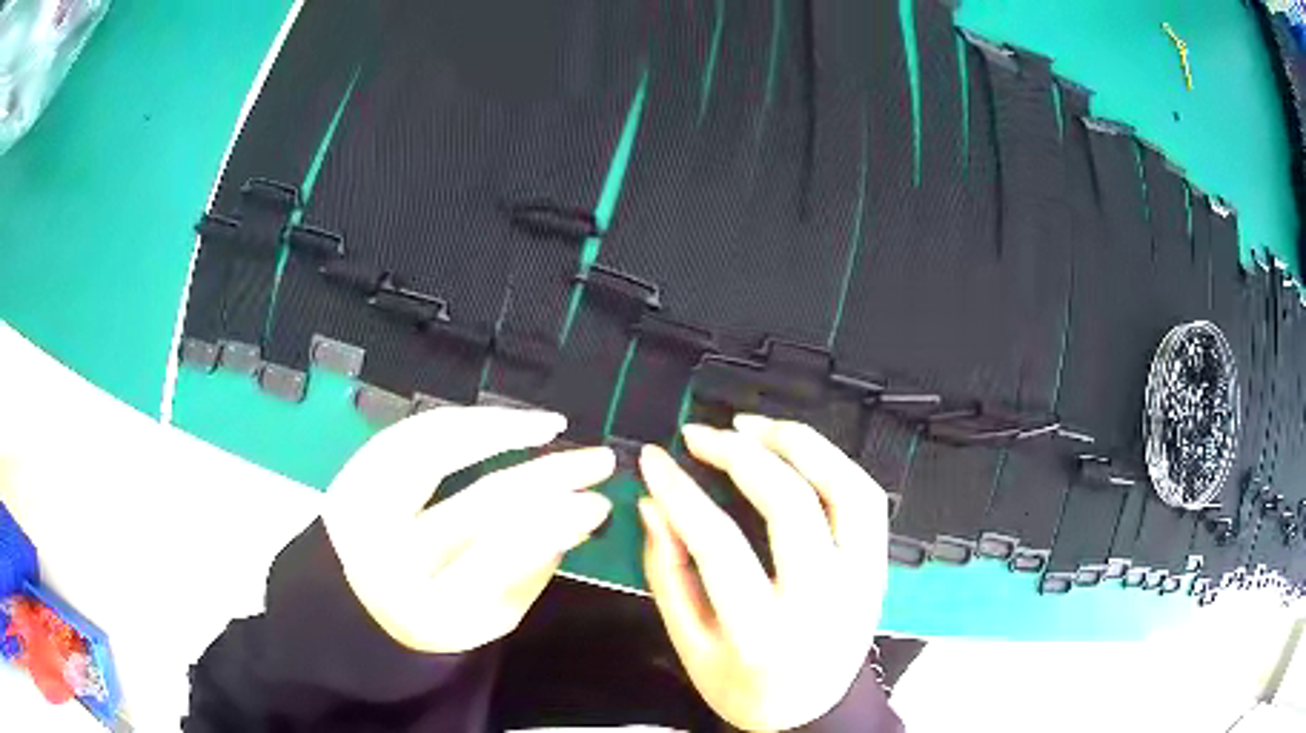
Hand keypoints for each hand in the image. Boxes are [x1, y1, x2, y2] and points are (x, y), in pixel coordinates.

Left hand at [323, 406, 615, 653]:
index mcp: (425, 609)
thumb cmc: (433, 617)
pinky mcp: (352, 473)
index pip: (498, 560)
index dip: (553, 527)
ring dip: (500, 430)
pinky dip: (460, 421)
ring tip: (549, 425)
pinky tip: (500, 420)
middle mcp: (387, 557)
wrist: (354, 603)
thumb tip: (578, 514)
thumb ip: (531, 572)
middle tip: (597, 461)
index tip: (599, 503)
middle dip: (547, 478)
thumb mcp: (489, 617)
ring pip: (436, 451)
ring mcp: (361, 509)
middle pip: (475, 506)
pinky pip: (411, 432)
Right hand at [638, 414, 887, 731]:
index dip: (680, 491)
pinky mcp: (879, 567)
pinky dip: (833, 461)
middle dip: (740, 455)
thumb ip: (668, 575)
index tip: (655, 458)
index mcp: (762, 634)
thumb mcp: (689, 646)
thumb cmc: (743, 687)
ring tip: (754, 426)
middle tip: (701, 434)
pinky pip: (867, 498)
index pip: (718, 544)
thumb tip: (654, 505)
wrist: (810, 711)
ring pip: (846, 489)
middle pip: (791, 505)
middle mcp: (821, 603)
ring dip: (800, 444)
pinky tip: (797, 451)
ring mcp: (862, 581)